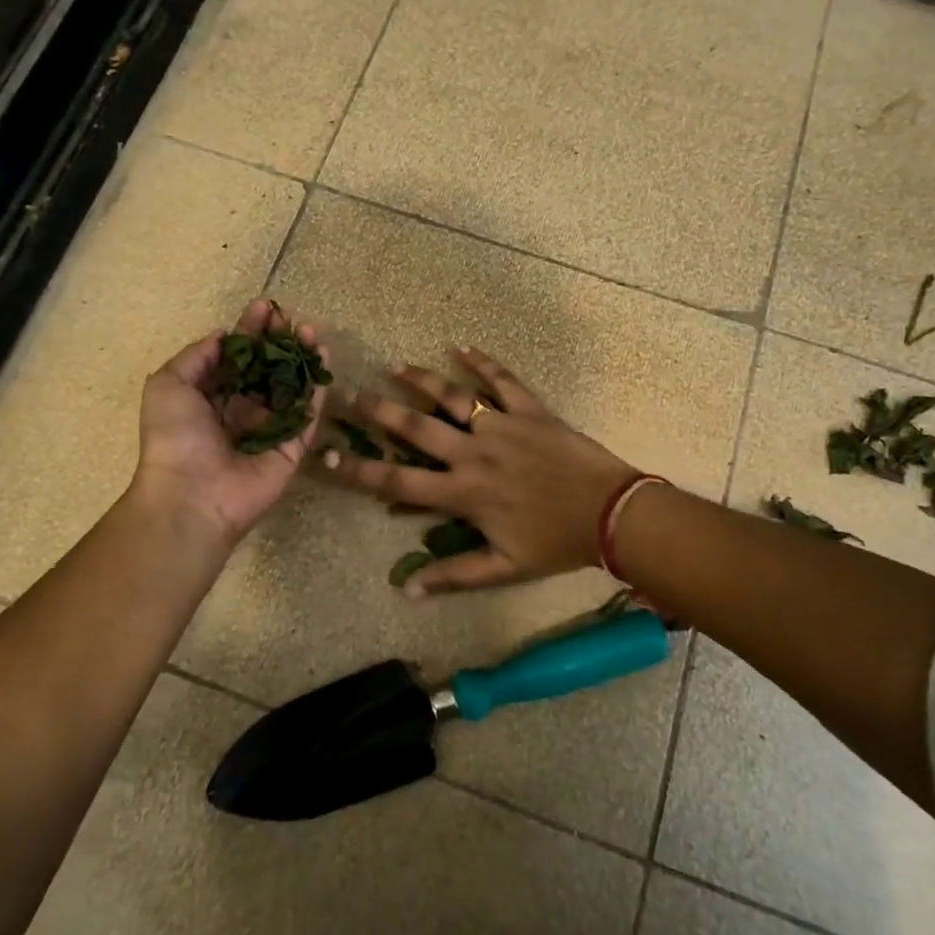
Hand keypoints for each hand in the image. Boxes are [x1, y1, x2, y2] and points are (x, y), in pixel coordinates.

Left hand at [134, 298, 327, 546]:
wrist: (192, 495)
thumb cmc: (174, 437)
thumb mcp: (168, 384)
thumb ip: (196, 356)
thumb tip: (224, 337)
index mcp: (210, 397)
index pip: (236, 357)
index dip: (249, 331)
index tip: (264, 308)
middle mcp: (241, 410)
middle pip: (267, 368)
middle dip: (279, 341)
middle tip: (291, 317)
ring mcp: (270, 429)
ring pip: (292, 386)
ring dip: (303, 357)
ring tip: (311, 331)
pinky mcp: (293, 447)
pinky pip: (309, 412)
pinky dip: (318, 385)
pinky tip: (324, 358)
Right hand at [321, 347, 636, 594]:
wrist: (611, 513)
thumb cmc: (555, 543)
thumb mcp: (503, 569)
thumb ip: (454, 574)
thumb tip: (407, 587)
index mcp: (463, 493)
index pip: (398, 481)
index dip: (357, 471)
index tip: (324, 456)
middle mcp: (474, 453)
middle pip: (416, 428)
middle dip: (376, 411)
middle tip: (345, 394)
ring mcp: (502, 426)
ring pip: (454, 397)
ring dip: (423, 380)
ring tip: (395, 367)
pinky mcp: (530, 410)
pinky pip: (503, 381)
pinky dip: (483, 362)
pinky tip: (462, 347)